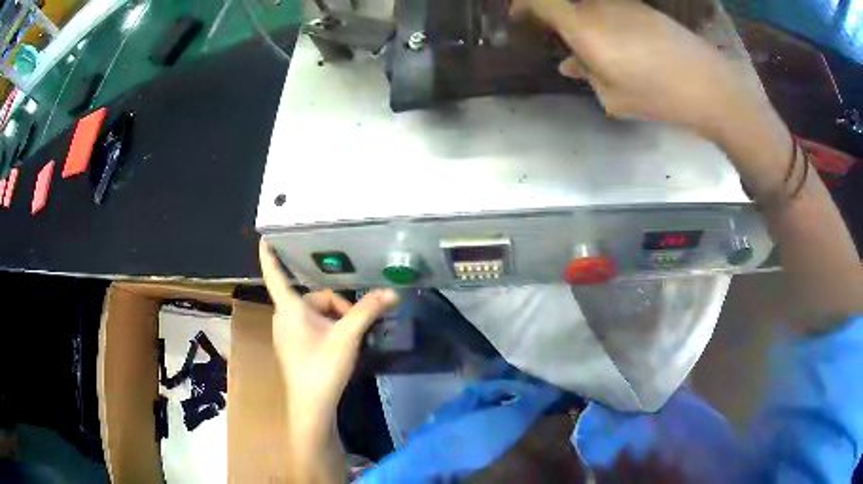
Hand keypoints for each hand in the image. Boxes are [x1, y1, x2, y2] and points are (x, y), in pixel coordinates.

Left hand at [259, 242, 398, 438]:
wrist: (311, 405)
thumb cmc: (323, 366)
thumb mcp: (348, 336)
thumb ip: (368, 311)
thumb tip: (392, 292)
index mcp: (289, 309)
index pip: (275, 275)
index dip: (270, 256)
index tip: (264, 238)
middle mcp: (283, 318)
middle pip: (313, 297)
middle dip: (338, 307)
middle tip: (355, 327)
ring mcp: (286, 334)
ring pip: (314, 313)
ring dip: (334, 320)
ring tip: (350, 338)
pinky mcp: (292, 347)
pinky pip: (310, 326)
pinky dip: (327, 329)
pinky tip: (340, 347)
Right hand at [511, 0, 771, 141]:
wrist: (710, 86)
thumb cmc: (659, 96)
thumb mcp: (614, 97)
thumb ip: (587, 75)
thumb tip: (571, 63)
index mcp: (585, 28)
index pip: (541, 0)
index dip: (524, 4)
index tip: (518, 16)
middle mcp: (600, 7)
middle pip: (565, 1)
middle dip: (552, 13)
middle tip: (553, 33)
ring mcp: (624, 4)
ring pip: (589, 5)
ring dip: (580, 18)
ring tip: (590, 46)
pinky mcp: (644, 8)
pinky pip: (611, 8)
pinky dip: (603, 21)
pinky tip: (616, 45)